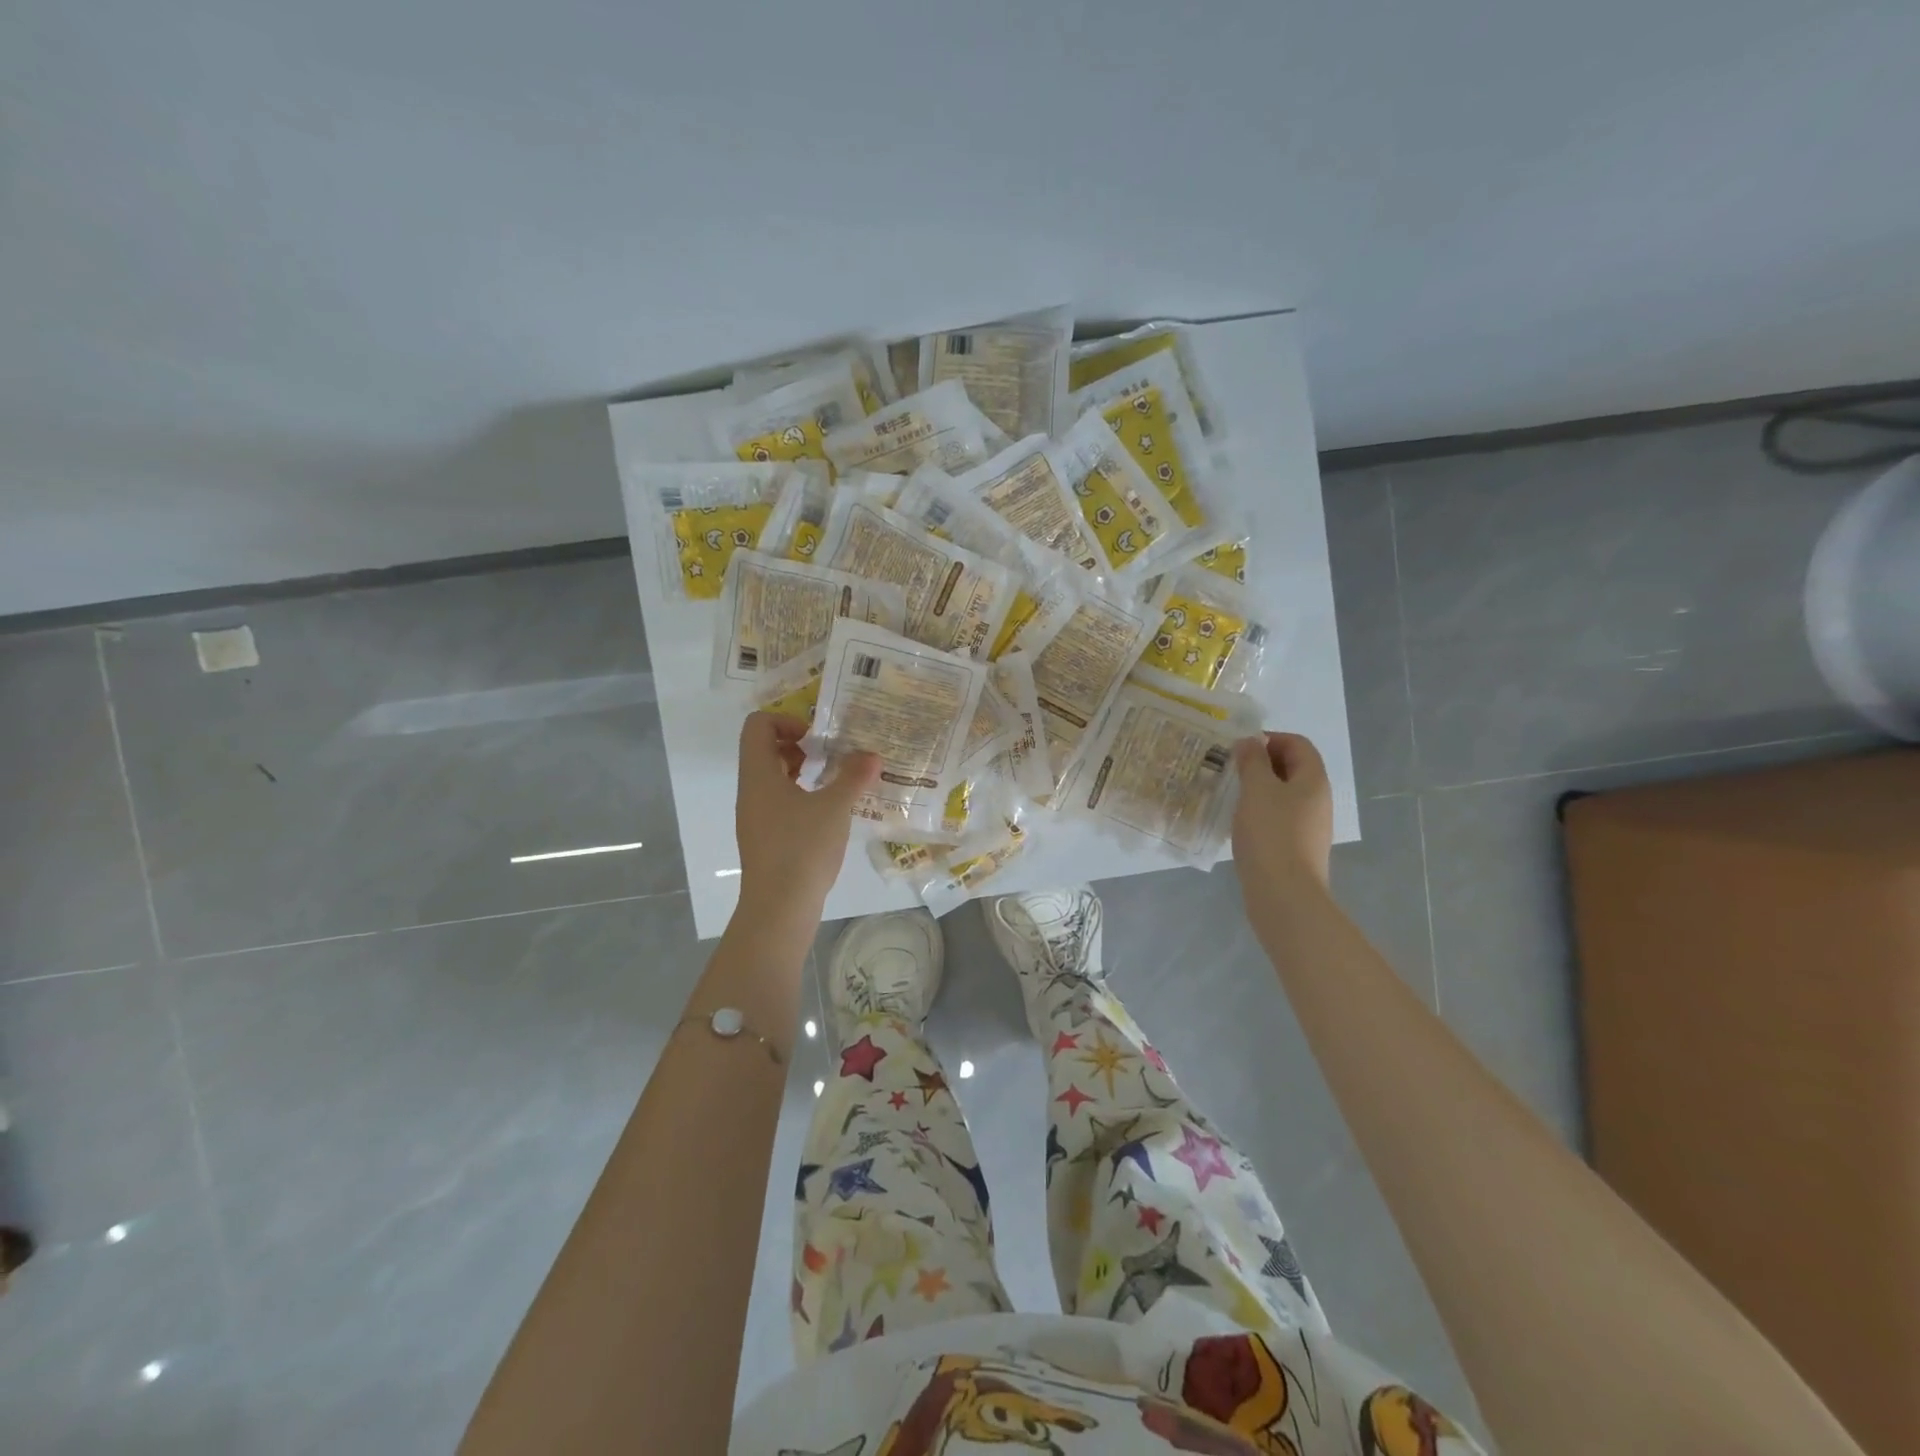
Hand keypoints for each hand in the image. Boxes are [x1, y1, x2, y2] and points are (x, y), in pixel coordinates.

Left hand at [733, 713, 880, 926]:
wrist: (779, 908)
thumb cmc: (802, 848)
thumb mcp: (835, 807)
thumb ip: (854, 777)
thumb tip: (872, 755)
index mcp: (759, 774)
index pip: (758, 725)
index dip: (786, 720)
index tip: (817, 736)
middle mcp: (750, 790)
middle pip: (763, 748)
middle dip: (798, 744)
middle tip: (830, 754)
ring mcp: (755, 816)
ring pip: (772, 777)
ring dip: (801, 770)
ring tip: (834, 779)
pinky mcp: (764, 837)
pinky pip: (777, 801)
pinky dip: (800, 794)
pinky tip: (827, 810)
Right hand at [1232, 732, 1333, 892]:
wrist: (1284, 894)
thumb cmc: (1271, 834)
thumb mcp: (1256, 789)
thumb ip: (1252, 761)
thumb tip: (1250, 741)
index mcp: (1313, 780)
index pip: (1298, 744)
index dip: (1270, 739)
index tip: (1240, 749)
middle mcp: (1317, 799)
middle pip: (1292, 768)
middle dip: (1261, 763)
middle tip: (1230, 769)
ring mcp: (1309, 825)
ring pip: (1284, 794)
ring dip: (1258, 788)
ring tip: (1230, 794)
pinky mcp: (1297, 846)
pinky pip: (1279, 817)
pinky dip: (1260, 811)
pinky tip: (1239, 822)